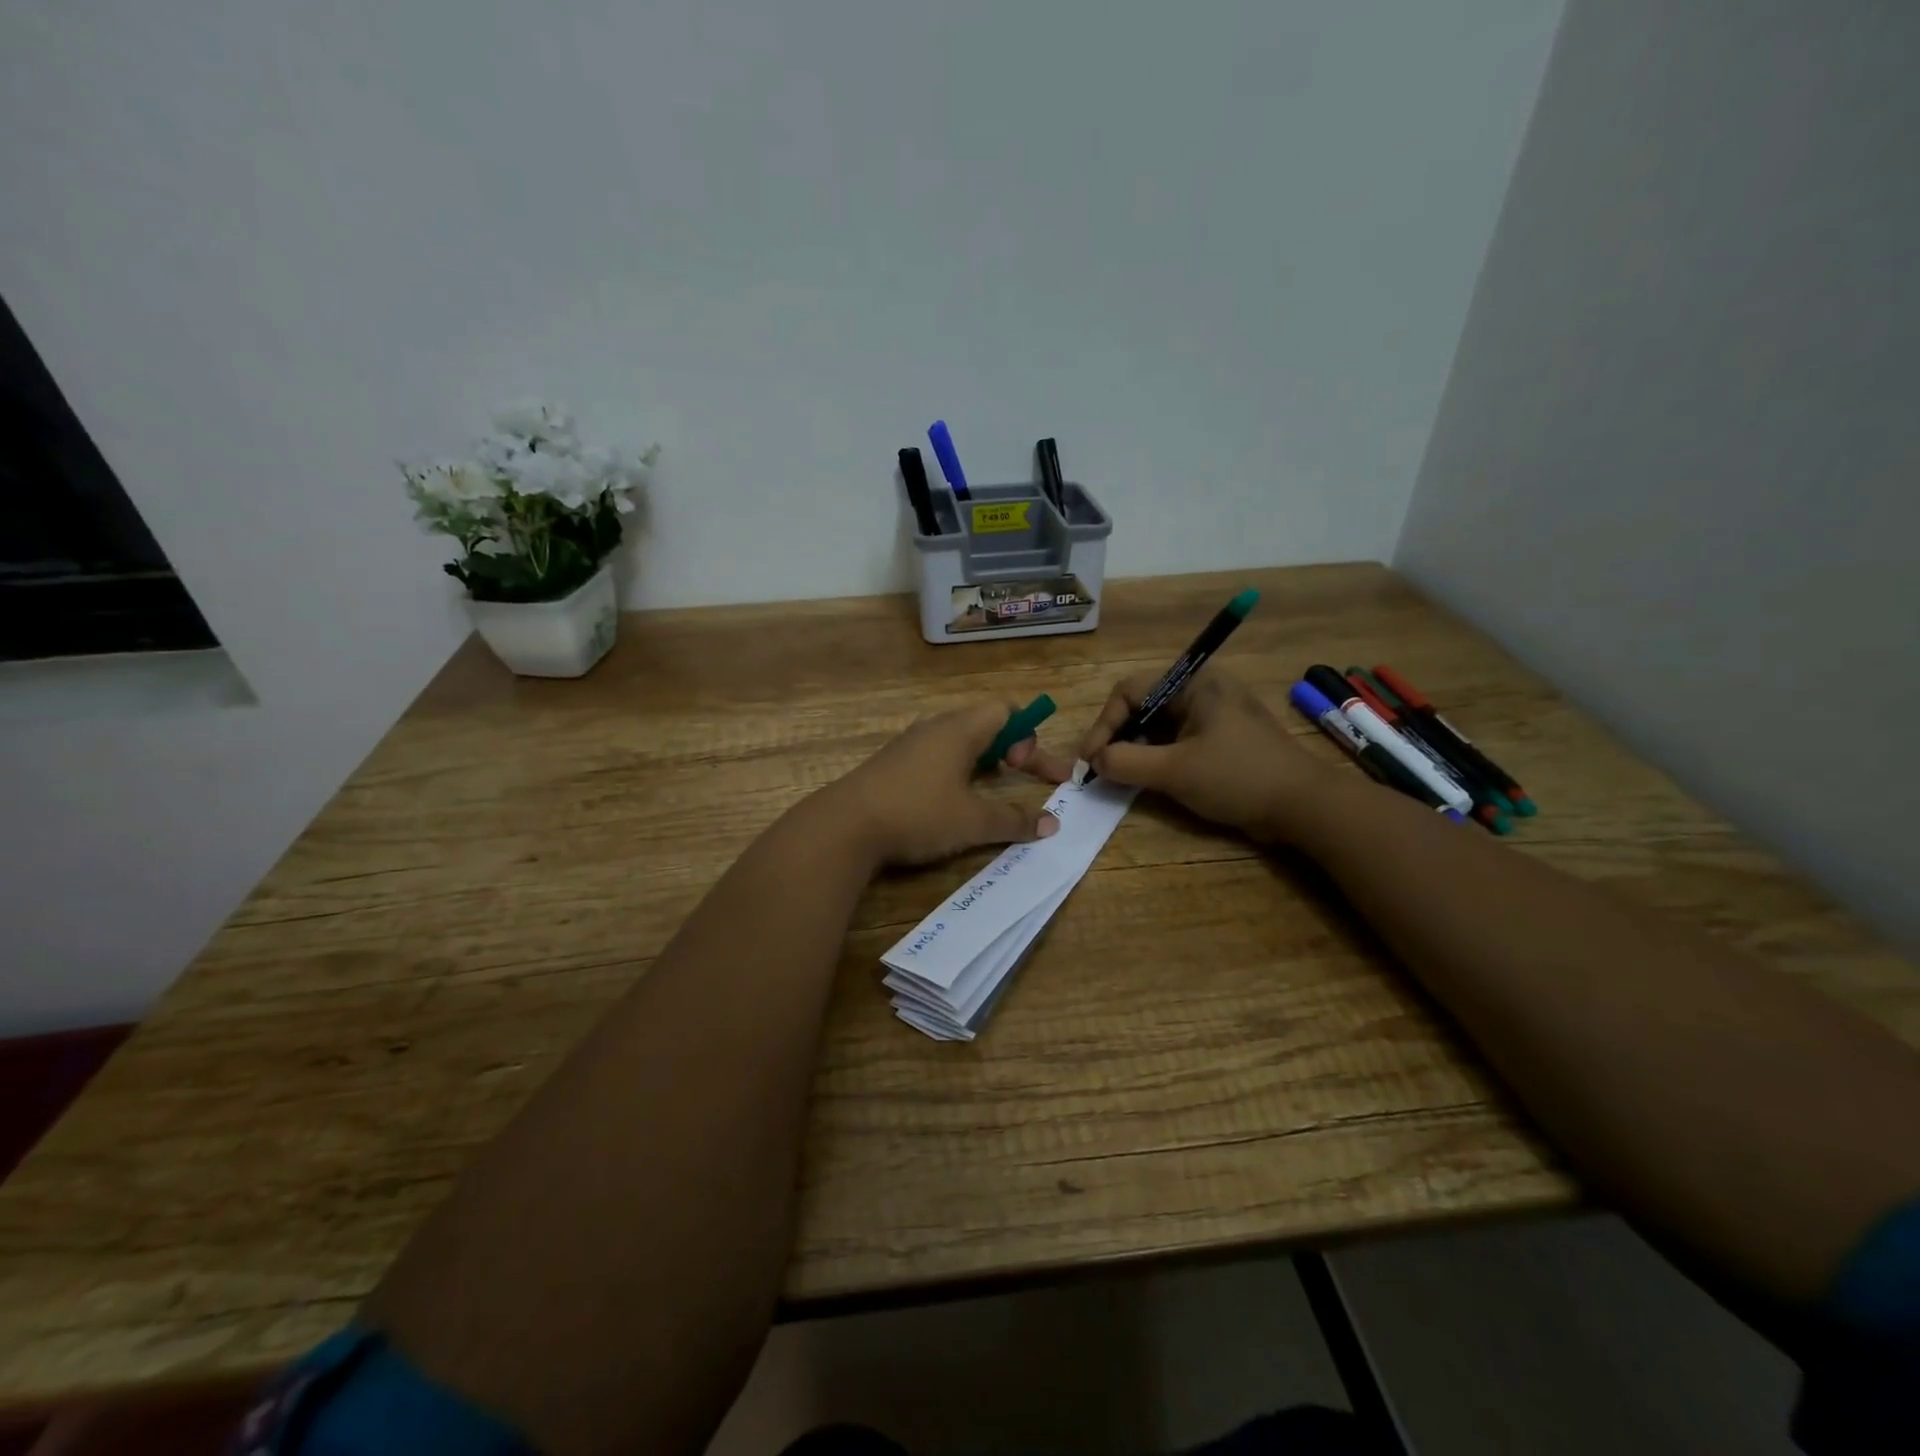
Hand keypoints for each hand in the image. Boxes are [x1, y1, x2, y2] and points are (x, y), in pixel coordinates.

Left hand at [820, 701, 1072, 867]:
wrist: (844, 827)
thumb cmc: (917, 814)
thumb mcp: (973, 822)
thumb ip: (1015, 821)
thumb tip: (1052, 824)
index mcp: (959, 729)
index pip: (1004, 709)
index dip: (1026, 734)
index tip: (1024, 768)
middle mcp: (934, 728)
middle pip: (983, 723)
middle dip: (1009, 748)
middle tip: (1020, 774)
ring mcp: (909, 745)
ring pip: (957, 741)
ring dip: (981, 761)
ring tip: (989, 789)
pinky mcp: (891, 765)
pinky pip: (934, 756)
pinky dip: (955, 771)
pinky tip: (949, 802)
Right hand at [1078, 667, 1338, 841]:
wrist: (1303, 806)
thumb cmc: (1238, 777)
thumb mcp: (1175, 771)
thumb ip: (1126, 763)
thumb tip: (1094, 761)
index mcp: (1193, 683)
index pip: (1129, 691)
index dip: (1103, 724)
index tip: (1090, 760)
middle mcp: (1201, 690)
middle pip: (1141, 705)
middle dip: (1117, 737)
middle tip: (1099, 769)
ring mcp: (1212, 715)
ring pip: (1157, 725)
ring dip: (1134, 749)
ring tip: (1117, 776)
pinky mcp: (1219, 739)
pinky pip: (1175, 740)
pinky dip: (1155, 757)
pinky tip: (1144, 779)